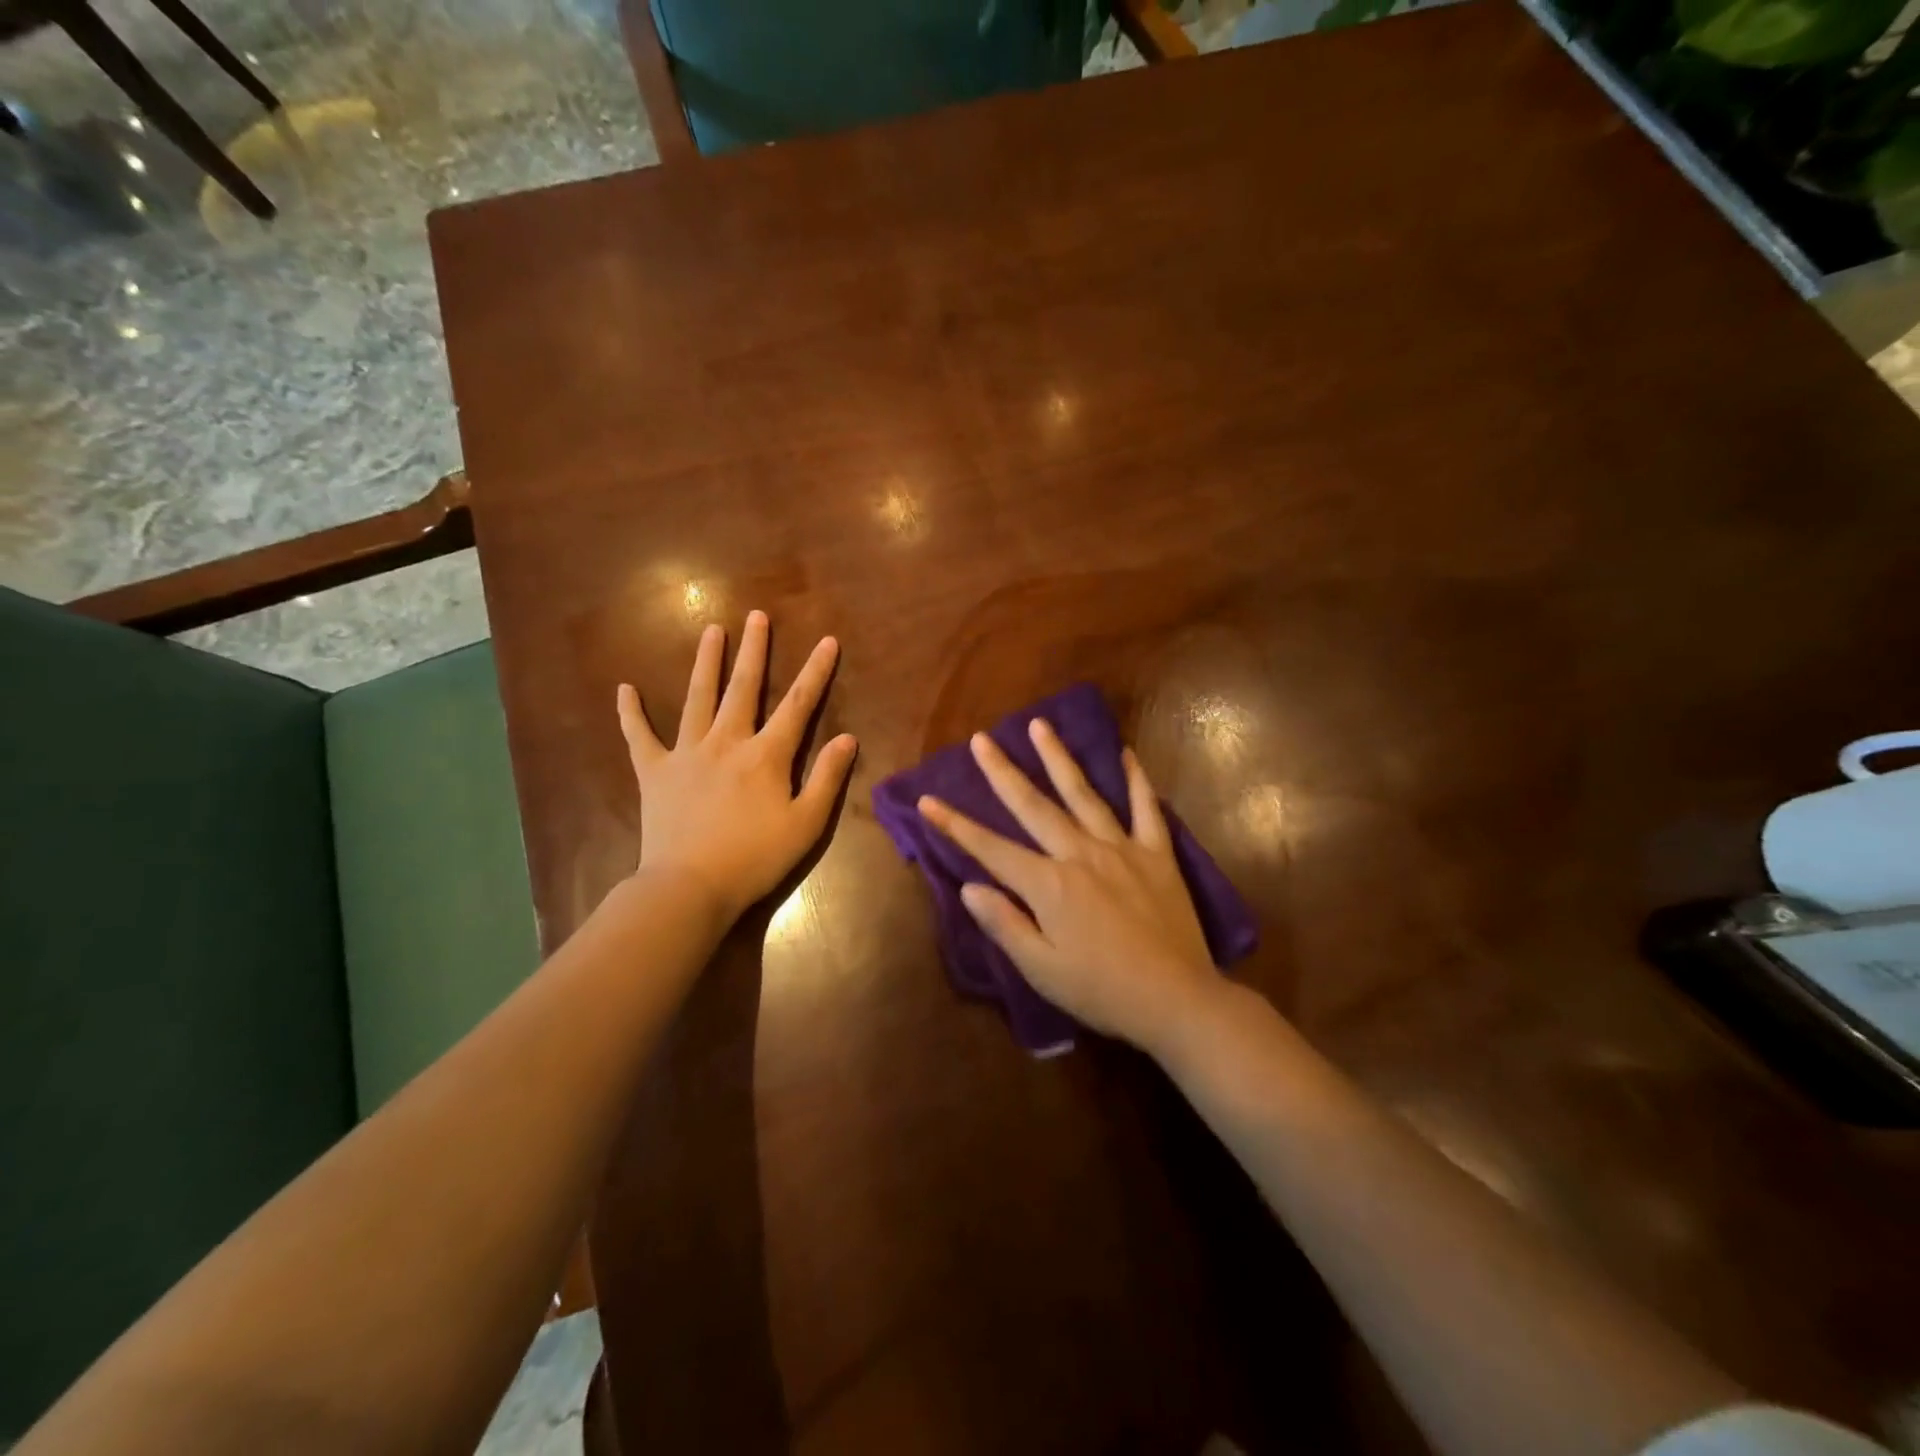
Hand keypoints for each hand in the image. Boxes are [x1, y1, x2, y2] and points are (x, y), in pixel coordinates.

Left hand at [617, 610, 856, 924]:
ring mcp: (686, 753)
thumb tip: (847, 738)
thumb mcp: (806, 824)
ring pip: (698, 698)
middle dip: (754, 650)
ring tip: (712, 630)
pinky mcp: (655, 772)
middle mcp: (727, 741)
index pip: (798, 704)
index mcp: (766, 755)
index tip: (827, 640)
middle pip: (744, 687)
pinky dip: (631, 713)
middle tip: (757, 616)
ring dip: (707, 662)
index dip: (816, 671)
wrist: (690, 887)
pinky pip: (639, 737)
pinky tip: (624, 688)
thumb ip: (827, 778)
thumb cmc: (755, 858)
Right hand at [916, 720, 1220, 1052]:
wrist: (1176, 1000)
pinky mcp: (1157, 854)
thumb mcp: (1042, 970)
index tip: (927, 800)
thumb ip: (1004, 924)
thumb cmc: (1102, 991)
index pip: (991, 849)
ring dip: (1058, 758)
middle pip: (1033, 806)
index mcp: (1049, 885)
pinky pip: (1146, 808)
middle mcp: (1080, 854)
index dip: (955, 825)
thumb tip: (969, 886)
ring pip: (1083, 794)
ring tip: (1039, 725)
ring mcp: (1121, 849)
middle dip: (1002, 772)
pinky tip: (1126, 753)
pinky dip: (1136, 780)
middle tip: (981, 739)